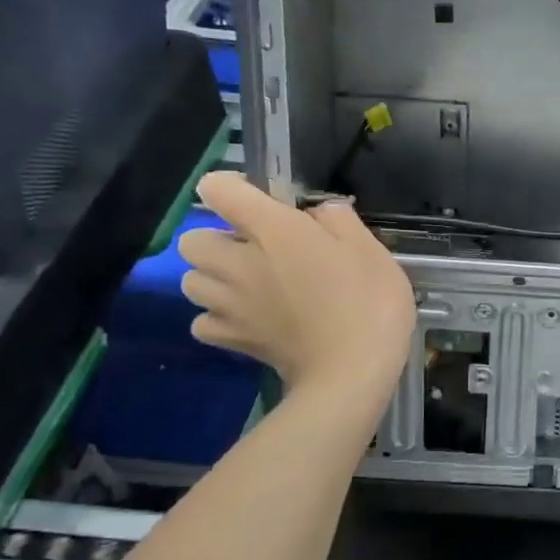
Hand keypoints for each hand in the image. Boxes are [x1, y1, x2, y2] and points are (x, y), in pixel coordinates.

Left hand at [178, 173, 416, 406]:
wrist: (352, 371)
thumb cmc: (369, 302)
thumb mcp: (370, 249)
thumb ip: (339, 220)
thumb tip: (319, 213)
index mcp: (273, 229)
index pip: (218, 190)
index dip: (232, 188)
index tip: (262, 201)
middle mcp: (239, 261)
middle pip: (192, 240)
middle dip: (216, 239)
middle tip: (254, 251)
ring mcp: (230, 304)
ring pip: (190, 282)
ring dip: (212, 279)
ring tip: (248, 286)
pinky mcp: (233, 339)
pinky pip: (203, 323)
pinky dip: (217, 320)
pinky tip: (246, 320)